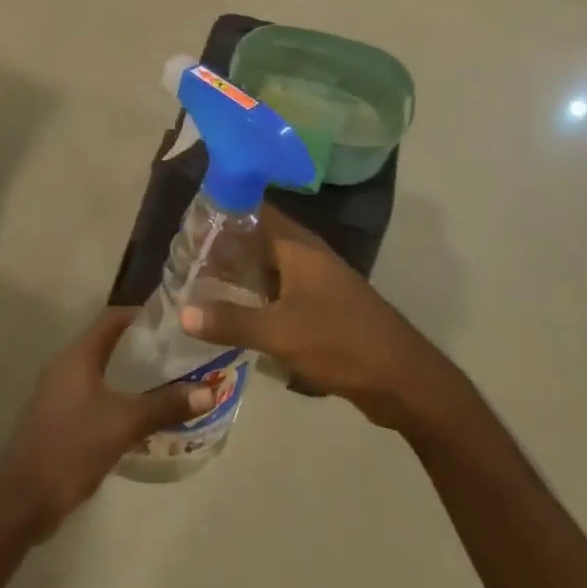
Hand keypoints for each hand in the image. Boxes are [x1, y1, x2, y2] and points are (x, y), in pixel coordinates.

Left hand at [0, 309, 212, 537]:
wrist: (22, 501)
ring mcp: (58, 393)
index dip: (142, 314)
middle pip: (107, 343)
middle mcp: (65, 366)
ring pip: (100, 371)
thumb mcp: (124, 424)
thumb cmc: (72, 448)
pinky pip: (93, 394)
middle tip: (177, 353)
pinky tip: (138, 414)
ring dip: (129, 374)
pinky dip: (116, 396)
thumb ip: (165, 405)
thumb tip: (208, 391)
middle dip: (141, 346)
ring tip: (166, 382)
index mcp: (77, 355)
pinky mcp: (57, 418)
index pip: (113, 318)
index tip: (173, 320)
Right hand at [180, 208, 454, 431]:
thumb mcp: (279, 333)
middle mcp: (308, 256)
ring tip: (201, 282)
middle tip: (186, 255)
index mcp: (298, 247)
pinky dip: (258, 297)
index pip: (255, 209)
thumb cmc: (340, 342)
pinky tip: (235, 314)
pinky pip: (281, 292)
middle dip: (226, 245)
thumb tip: (183, 311)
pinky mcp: (323, 308)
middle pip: (260, 238)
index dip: (224, 209)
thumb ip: (231, 321)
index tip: (190, 219)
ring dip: (241, 273)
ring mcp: (318, 282)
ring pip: (270, 267)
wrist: (402, 378)